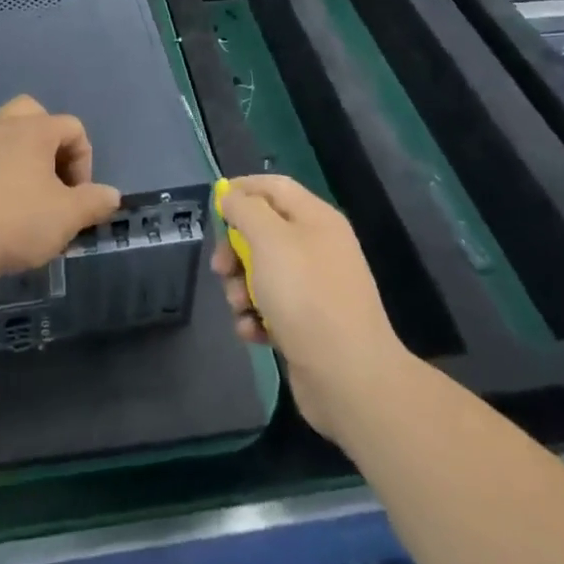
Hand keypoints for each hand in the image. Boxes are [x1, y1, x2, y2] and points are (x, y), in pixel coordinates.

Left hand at [0, 95, 121, 285]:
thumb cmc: (18, 223)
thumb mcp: (69, 217)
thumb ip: (95, 201)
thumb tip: (112, 194)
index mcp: (34, 131)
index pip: (72, 127)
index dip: (83, 159)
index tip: (79, 196)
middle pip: (28, 108)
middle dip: (43, 135)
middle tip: (48, 173)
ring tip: (6, 168)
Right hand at [213, 174, 410, 445]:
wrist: (348, 377)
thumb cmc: (306, 296)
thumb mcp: (269, 240)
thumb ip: (245, 210)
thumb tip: (231, 195)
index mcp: (316, 218)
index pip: (274, 187)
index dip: (242, 189)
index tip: (214, 204)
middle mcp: (318, 247)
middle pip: (264, 231)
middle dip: (235, 248)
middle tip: (220, 268)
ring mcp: (314, 288)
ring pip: (262, 272)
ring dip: (240, 286)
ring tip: (239, 306)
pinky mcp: (307, 324)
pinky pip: (271, 307)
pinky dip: (256, 316)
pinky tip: (252, 332)